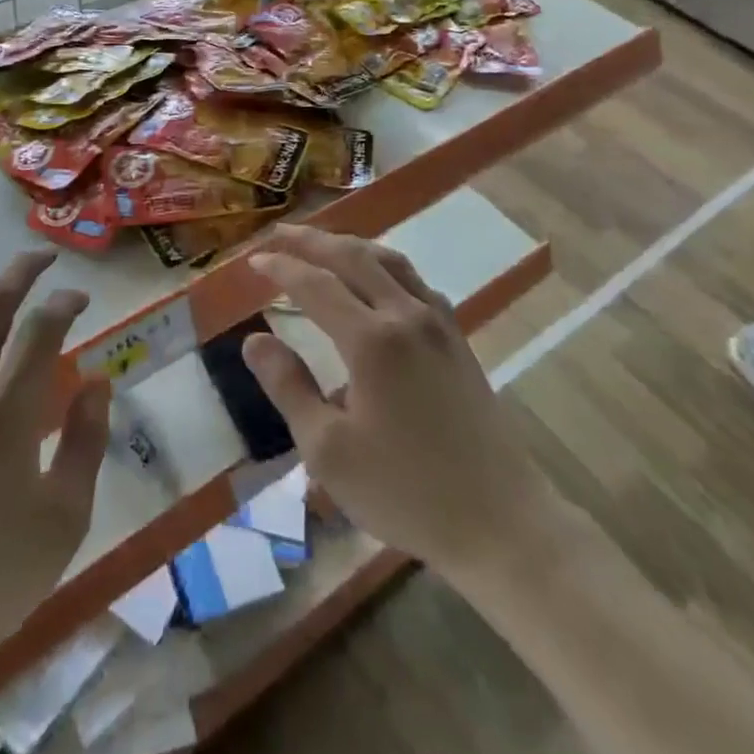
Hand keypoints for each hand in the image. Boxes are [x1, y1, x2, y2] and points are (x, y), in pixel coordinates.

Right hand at [243, 226, 546, 576]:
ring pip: (389, 261)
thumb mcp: (329, 451)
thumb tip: (254, 340)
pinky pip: (414, 280)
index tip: (253, 260)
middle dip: (312, 240)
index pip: (315, 284)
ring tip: (322, 244)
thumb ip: (289, 387)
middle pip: (353, 257)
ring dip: (350, 246)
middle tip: (279, 233)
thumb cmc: (406, 491)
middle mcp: (406, 315)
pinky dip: (384, 265)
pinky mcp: (457, 337)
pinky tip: (377, 280)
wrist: (500, 521)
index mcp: (372, 340)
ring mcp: (438, 323)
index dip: (281, 267)